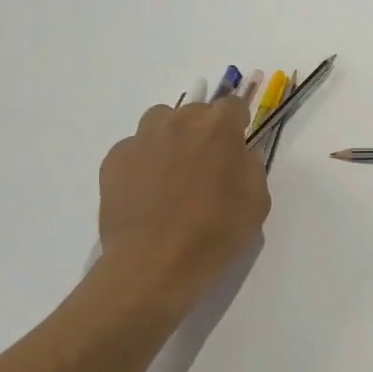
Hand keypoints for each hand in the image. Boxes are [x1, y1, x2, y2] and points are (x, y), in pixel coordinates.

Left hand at [92, 96, 270, 326]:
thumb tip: (241, 154)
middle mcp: (179, 122)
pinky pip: (134, 148)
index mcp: (219, 127)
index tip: (236, 147)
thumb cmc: (215, 234)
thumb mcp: (257, 202)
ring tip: (173, 173)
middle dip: (204, 131)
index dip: (237, 125)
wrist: (154, 265)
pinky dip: (143, 162)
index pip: (233, 106)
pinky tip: (147, 192)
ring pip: (160, 122)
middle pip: (195, 111)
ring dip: (171, 137)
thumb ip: (252, 167)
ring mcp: (142, 138)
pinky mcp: (114, 159)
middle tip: (205, 166)